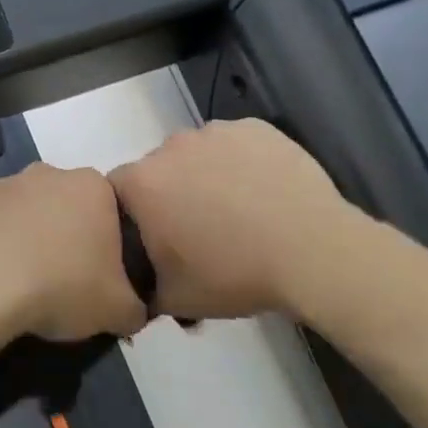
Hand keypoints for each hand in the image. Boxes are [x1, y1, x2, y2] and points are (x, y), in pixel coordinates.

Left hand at [0, 164, 147, 343]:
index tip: (100, 278)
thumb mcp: (117, 310)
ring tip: (24, 284)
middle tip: (64, 281)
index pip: (111, 212)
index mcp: (91, 186)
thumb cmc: (60, 287)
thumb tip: (132, 311)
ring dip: (29, 240)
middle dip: (67, 238)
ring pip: (26, 214)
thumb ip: (135, 307)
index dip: (109, 247)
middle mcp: (47, 174)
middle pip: (67, 208)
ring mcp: (1, 185)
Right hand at [110, 119, 358, 320]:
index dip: (132, 216)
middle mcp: (171, 147)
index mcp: (142, 184)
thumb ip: (142, 287)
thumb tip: (140, 286)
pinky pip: (234, 144)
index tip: (154, 239)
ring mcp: (216, 132)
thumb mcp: (174, 299)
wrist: (313, 252)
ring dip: (203, 175)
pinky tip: (262, 191)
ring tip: (236, 210)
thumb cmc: (234, 275)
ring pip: (196, 154)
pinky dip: (240, 162)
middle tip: (198, 229)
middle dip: (169, 194)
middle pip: (156, 169)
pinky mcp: (255, 127)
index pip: (114, 193)